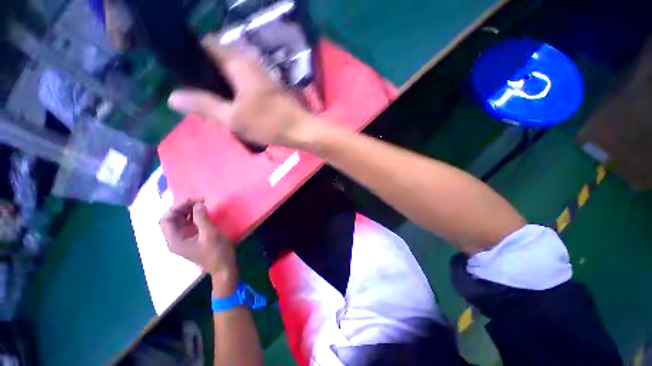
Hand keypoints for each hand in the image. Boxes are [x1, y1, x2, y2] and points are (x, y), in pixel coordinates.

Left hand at [160, 199, 237, 292]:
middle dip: (183, 208)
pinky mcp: (193, 238)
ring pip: (180, 221)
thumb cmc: (217, 252)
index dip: (177, 208)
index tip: (193, 201)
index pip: (166, 220)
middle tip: (199, 200)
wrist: (224, 267)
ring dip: (189, 211)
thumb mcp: (210, 234)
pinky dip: (194, 216)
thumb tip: (198, 204)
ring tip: (201, 203)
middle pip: (172, 219)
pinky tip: (203, 212)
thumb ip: (202, 218)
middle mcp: (176, 239)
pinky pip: (188, 224)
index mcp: (175, 240)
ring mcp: (184, 239)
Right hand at [167, 33, 320, 147]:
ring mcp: (260, 74)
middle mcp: (249, 62)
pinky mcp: (267, 87)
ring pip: (230, 73)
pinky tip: (229, 105)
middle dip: (203, 74)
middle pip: (218, 59)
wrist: (302, 130)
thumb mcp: (233, 118)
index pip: (206, 44)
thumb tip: (173, 96)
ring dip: (219, 86)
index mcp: (238, 62)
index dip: (189, 55)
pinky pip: (243, 83)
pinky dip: (233, 91)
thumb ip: (204, 105)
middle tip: (192, 93)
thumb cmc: (270, 123)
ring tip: (207, 102)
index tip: (179, 72)